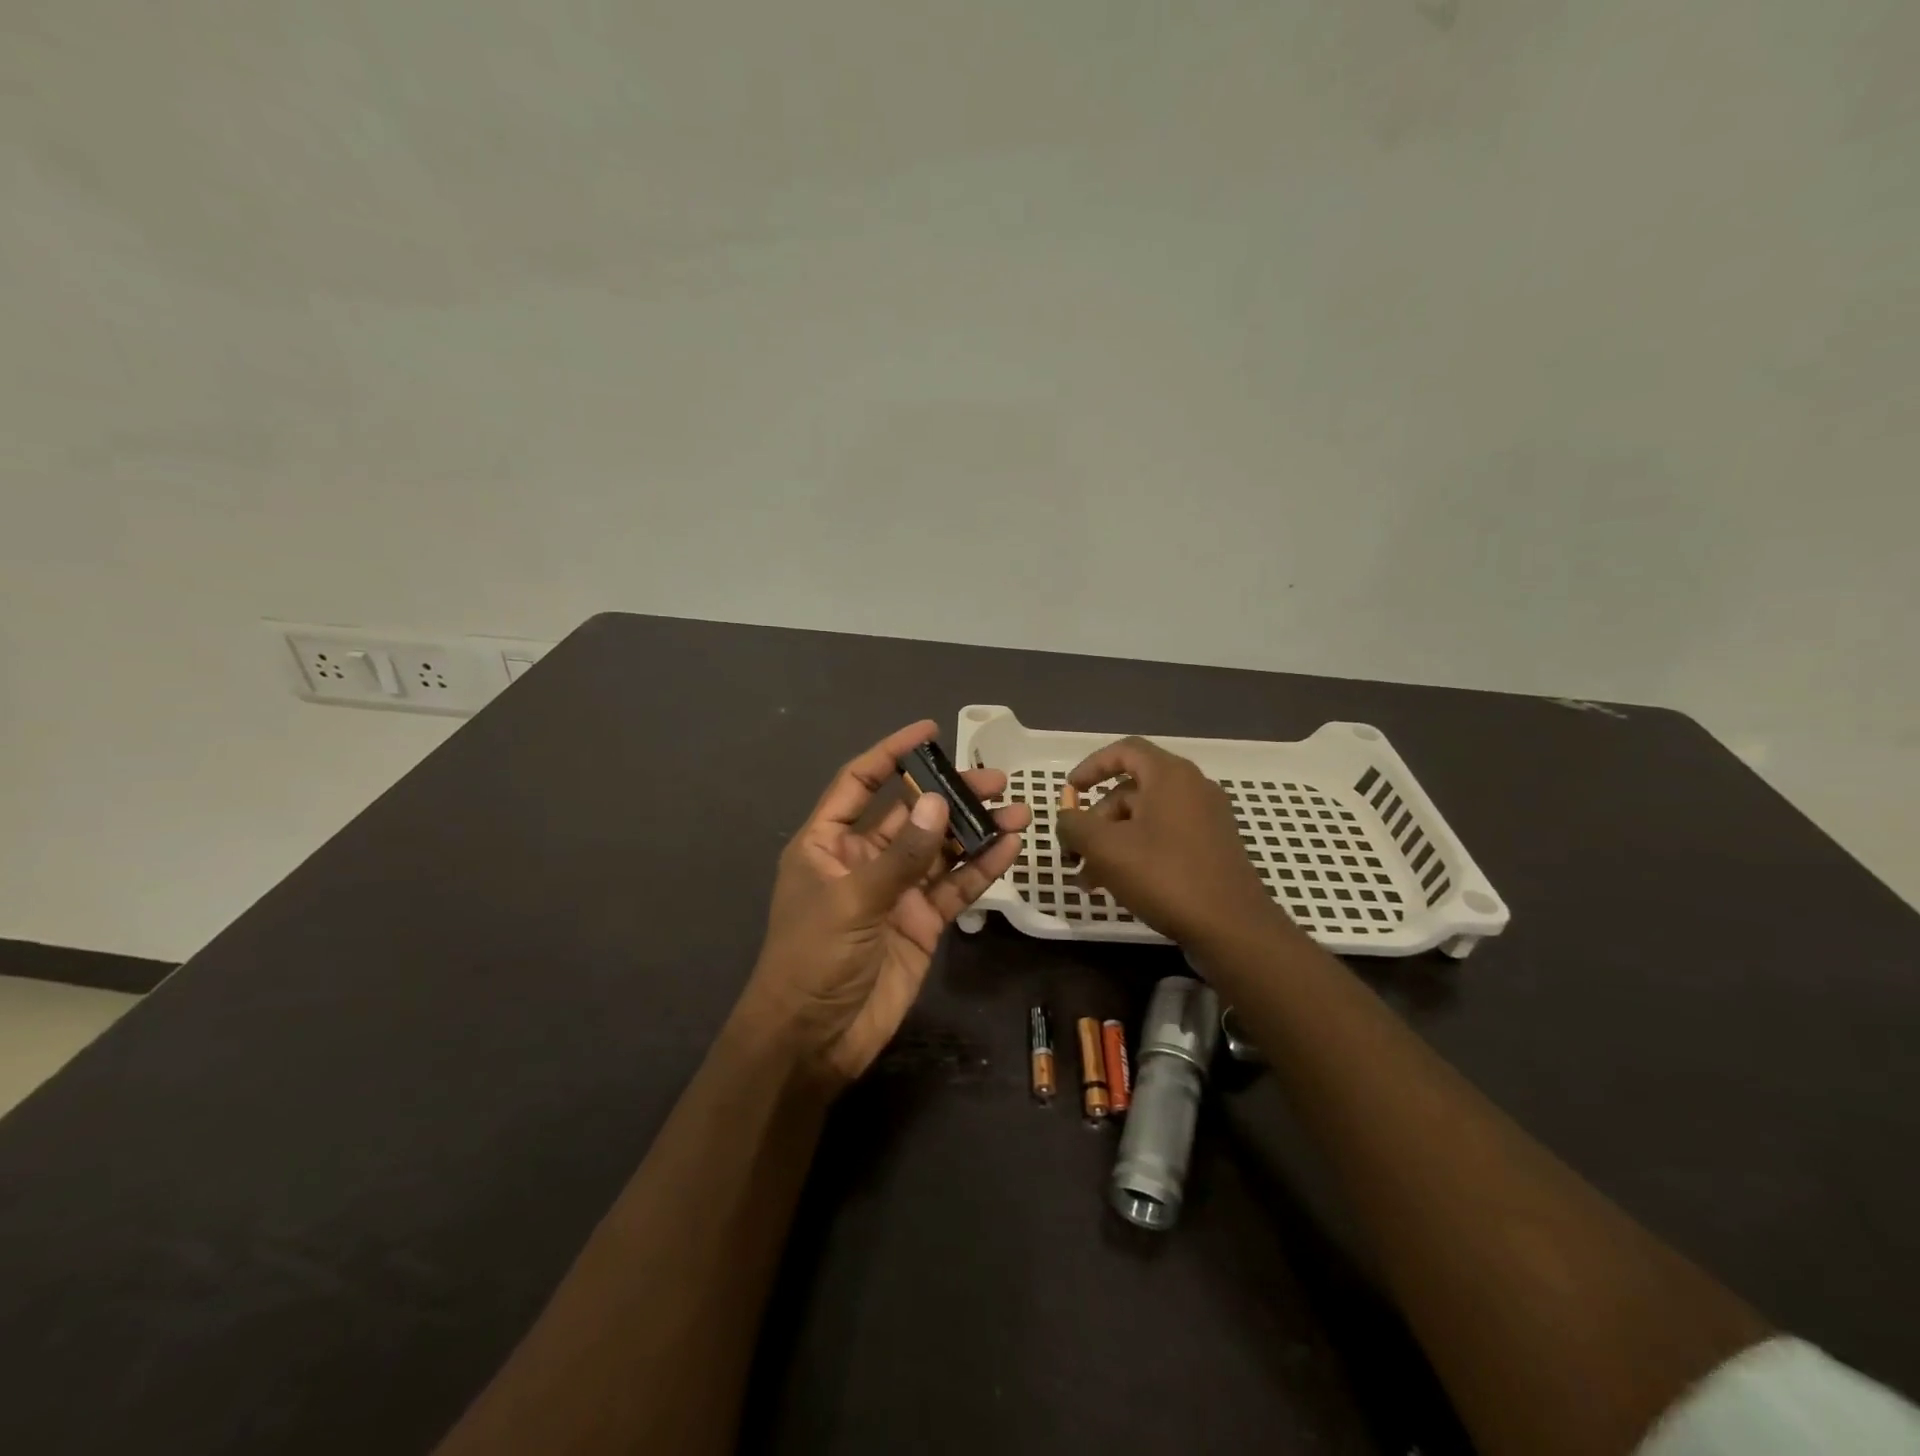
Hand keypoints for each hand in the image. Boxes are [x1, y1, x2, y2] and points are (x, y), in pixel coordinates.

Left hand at [739, 720, 1029, 1087]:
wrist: (814, 1039)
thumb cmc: (813, 959)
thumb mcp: (853, 900)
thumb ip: (901, 854)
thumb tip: (937, 801)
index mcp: (828, 842)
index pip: (860, 783)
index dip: (891, 753)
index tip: (929, 730)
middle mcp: (863, 858)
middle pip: (911, 813)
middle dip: (951, 793)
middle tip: (996, 779)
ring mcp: (896, 891)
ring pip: (941, 849)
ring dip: (975, 829)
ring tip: (1017, 809)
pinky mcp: (921, 922)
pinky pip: (954, 887)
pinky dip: (980, 869)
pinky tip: (1009, 848)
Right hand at [1055, 736, 1290, 950]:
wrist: (1232, 928)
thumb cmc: (1165, 876)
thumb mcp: (1106, 848)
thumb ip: (1075, 825)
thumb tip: (1066, 819)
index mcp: (1170, 775)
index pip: (1125, 750)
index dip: (1092, 766)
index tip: (1070, 791)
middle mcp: (1192, 788)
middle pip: (1131, 790)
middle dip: (1096, 820)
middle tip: (1075, 853)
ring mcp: (1207, 819)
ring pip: (1145, 818)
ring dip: (1112, 842)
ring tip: (1090, 880)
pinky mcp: (1213, 848)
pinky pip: (1165, 837)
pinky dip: (1137, 852)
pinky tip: (1119, 885)